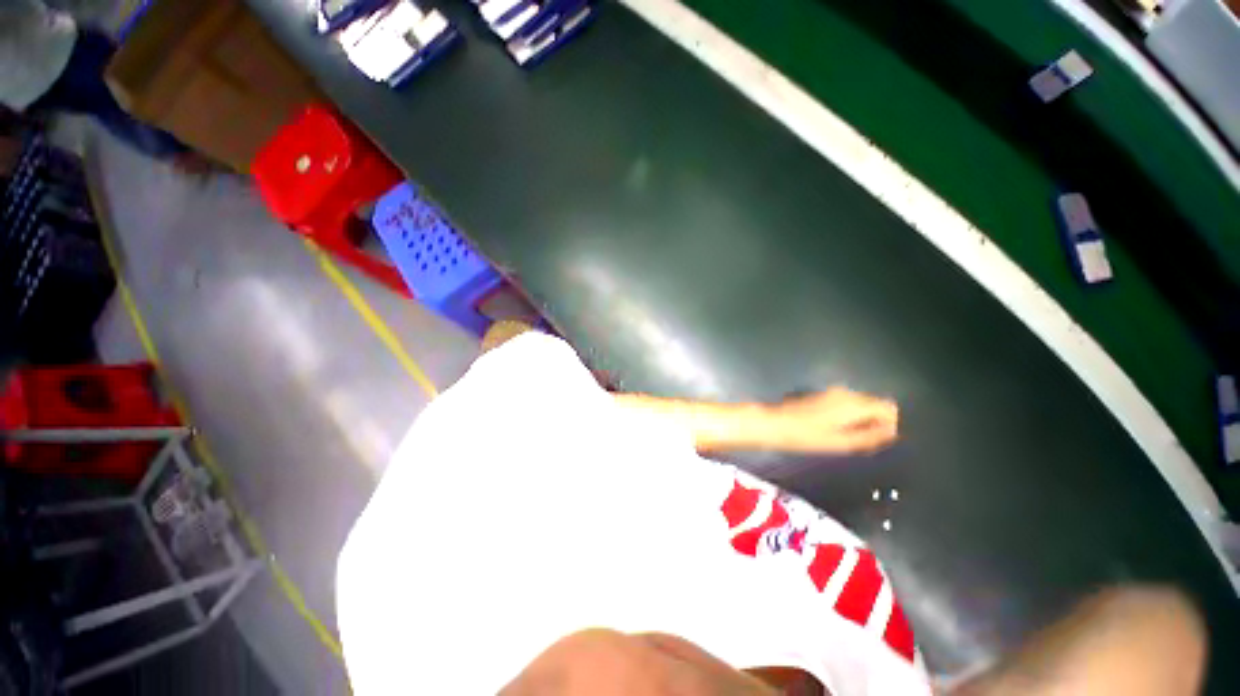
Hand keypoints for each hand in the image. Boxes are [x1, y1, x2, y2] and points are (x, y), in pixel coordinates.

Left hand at [766, 388, 897, 453]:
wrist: (776, 424)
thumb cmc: (808, 436)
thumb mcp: (842, 443)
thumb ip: (870, 436)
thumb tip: (891, 432)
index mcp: (854, 403)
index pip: (888, 407)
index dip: (889, 424)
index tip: (877, 439)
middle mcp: (846, 393)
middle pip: (874, 404)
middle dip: (874, 421)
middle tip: (860, 441)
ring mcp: (832, 392)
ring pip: (859, 404)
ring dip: (860, 419)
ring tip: (844, 437)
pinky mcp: (821, 395)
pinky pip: (845, 403)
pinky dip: (847, 415)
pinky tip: (832, 428)